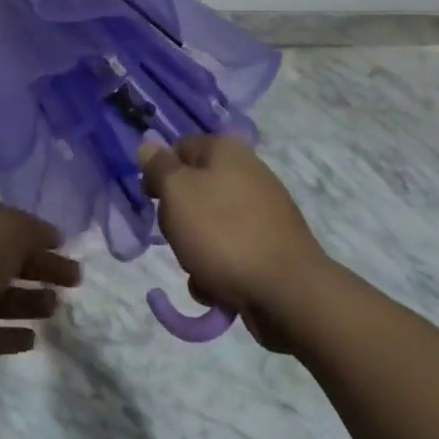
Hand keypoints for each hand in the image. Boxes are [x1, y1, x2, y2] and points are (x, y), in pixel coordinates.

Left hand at [0, 197, 80, 370]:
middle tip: (74, 282)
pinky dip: (7, 335)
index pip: (12, 224)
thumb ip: (35, 232)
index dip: (40, 236)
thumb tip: (53, 236)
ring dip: (27, 302)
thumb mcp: (10, 229)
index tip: (67, 249)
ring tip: (55, 309)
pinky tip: (32, 339)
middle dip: (40, 268)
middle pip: (8, 260)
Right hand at [139, 135, 331, 351]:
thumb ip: (159, 166)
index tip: (151, 199)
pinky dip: (218, 270)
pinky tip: (219, 289)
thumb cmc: (223, 233)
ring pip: (208, 226)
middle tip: (177, 236)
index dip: (160, 172)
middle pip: (193, 190)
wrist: (289, 293)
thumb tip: (149, 144)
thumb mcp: (177, 192)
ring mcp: (262, 213)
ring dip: (194, 251)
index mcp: (226, 151)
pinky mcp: (271, 248)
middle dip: (178, 218)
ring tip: (200, 271)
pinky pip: (230, 253)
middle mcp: (247, 174)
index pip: (179, 148)